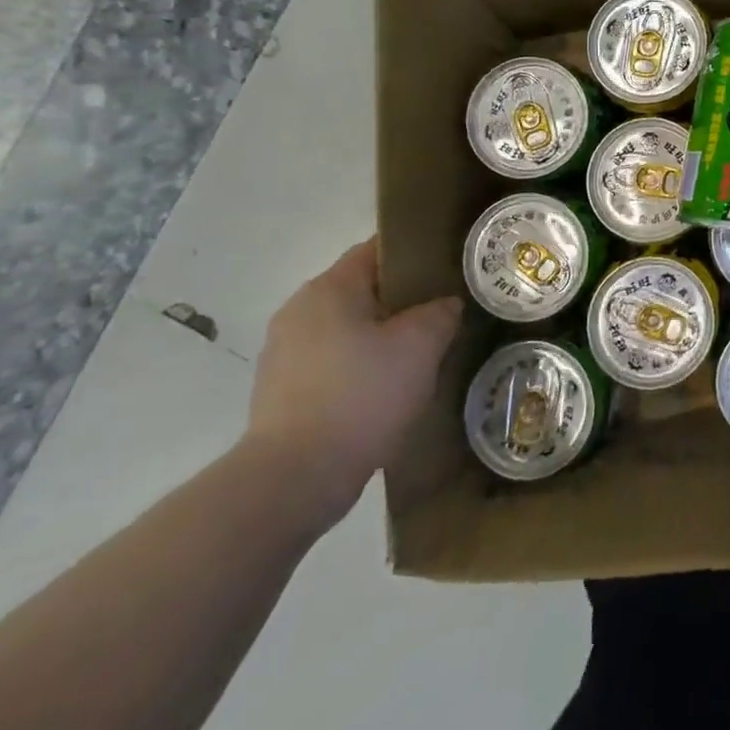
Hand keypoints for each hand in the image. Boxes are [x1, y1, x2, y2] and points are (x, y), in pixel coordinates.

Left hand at [244, 240, 460, 525]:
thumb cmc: (361, 396)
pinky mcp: (281, 392)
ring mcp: (284, 353)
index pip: (377, 250)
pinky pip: (332, 363)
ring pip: (348, 329)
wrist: (294, 480)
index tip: (448, 269)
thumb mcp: (421, 346)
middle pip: (362, 290)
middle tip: (443, 315)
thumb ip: (440, 313)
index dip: (416, 254)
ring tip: (419, 356)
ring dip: (381, 337)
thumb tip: (445, 305)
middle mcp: (299, 311)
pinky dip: (359, 368)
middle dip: (402, 300)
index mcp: (329, 288)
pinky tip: (386, 391)